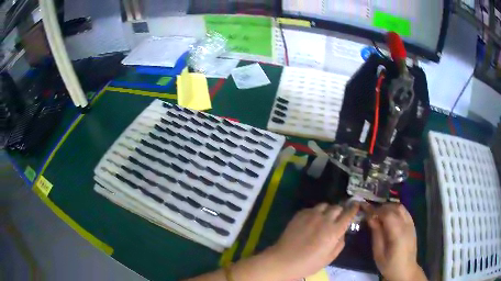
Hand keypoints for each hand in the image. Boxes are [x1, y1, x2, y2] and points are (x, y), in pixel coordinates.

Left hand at [265, 203, 358, 279]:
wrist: (283, 260)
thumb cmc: (308, 263)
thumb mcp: (330, 258)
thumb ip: (340, 243)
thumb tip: (342, 232)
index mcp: (334, 230)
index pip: (348, 214)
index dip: (353, 208)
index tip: (356, 205)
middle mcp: (324, 219)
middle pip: (337, 207)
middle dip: (340, 211)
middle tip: (337, 218)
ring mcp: (311, 215)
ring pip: (324, 205)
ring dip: (328, 210)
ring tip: (324, 218)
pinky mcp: (299, 214)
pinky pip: (312, 208)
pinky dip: (315, 212)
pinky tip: (312, 221)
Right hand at [362, 203, 425, 280]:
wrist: (405, 270)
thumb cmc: (389, 264)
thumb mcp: (378, 253)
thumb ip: (376, 234)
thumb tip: (370, 218)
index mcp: (398, 233)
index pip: (388, 214)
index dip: (376, 210)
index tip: (366, 212)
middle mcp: (407, 225)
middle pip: (395, 208)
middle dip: (382, 208)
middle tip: (372, 214)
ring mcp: (411, 224)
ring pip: (401, 207)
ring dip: (389, 207)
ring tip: (380, 215)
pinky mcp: (412, 225)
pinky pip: (404, 212)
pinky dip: (396, 210)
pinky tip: (390, 218)